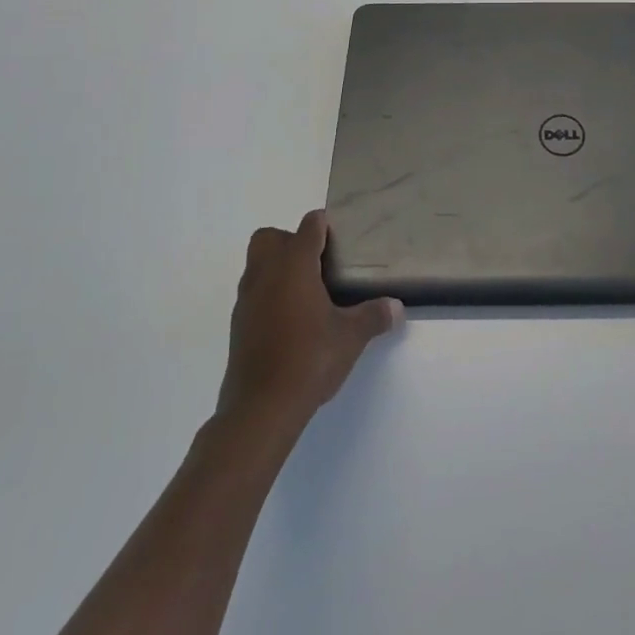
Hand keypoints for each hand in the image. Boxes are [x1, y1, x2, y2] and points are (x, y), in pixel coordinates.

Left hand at [214, 210, 403, 440]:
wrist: (260, 408)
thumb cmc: (309, 359)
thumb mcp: (351, 337)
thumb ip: (374, 316)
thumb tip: (397, 307)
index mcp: (294, 265)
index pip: (309, 226)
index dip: (324, 226)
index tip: (341, 238)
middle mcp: (265, 273)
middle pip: (270, 237)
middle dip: (291, 241)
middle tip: (318, 263)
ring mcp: (246, 299)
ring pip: (257, 264)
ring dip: (277, 267)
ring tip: (307, 292)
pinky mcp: (237, 324)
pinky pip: (253, 293)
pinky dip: (268, 295)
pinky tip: (290, 320)